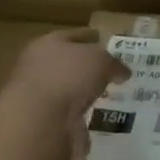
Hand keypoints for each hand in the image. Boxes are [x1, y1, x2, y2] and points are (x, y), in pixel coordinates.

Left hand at [7, 30, 129, 159]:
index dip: (89, 36)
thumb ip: (114, 63)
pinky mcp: (41, 123)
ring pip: (66, 91)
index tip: (104, 40)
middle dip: (86, 67)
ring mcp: (37, 97)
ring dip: (82, 94)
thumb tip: (123, 72)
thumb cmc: (69, 77)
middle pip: (67, 64)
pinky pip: (66, 116)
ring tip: (105, 97)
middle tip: (109, 71)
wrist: (37, 121)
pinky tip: (94, 119)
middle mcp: (37, 68)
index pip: (73, 36)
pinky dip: (79, 118)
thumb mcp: (101, 60)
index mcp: (47, 45)